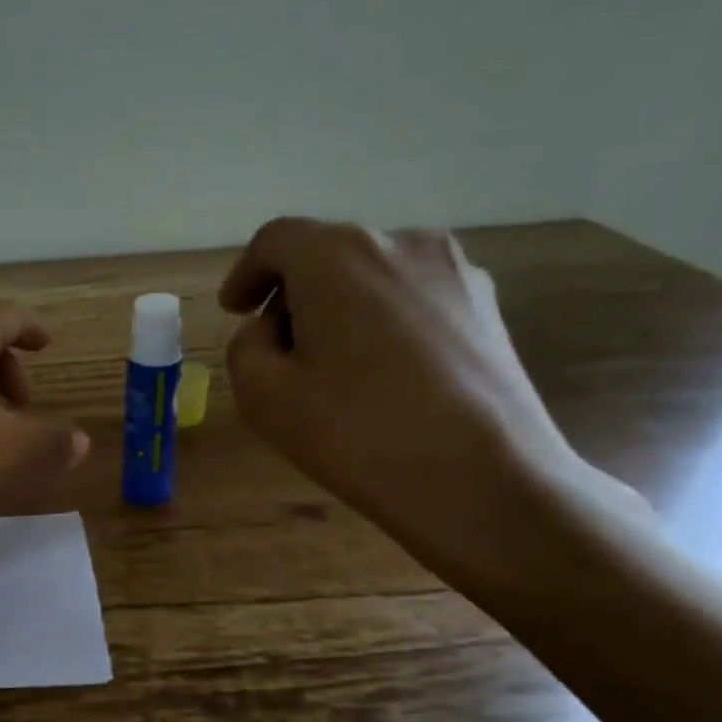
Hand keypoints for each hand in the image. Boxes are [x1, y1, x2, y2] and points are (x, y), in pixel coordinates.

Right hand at [219, 219, 618, 567]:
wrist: (483, 481)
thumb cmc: (356, 431)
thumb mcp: (262, 393)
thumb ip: (246, 345)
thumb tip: (272, 329)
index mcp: (337, 255)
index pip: (275, 240)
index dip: (246, 273)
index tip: (234, 311)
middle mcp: (401, 243)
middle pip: (327, 253)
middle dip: (293, 294)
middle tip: (277, 348)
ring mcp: (456, 271)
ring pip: (373, 275)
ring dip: (340, 307)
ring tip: (332, 366)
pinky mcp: (488, 307)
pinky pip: (413, 298)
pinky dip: (383, 321)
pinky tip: (382, 375)